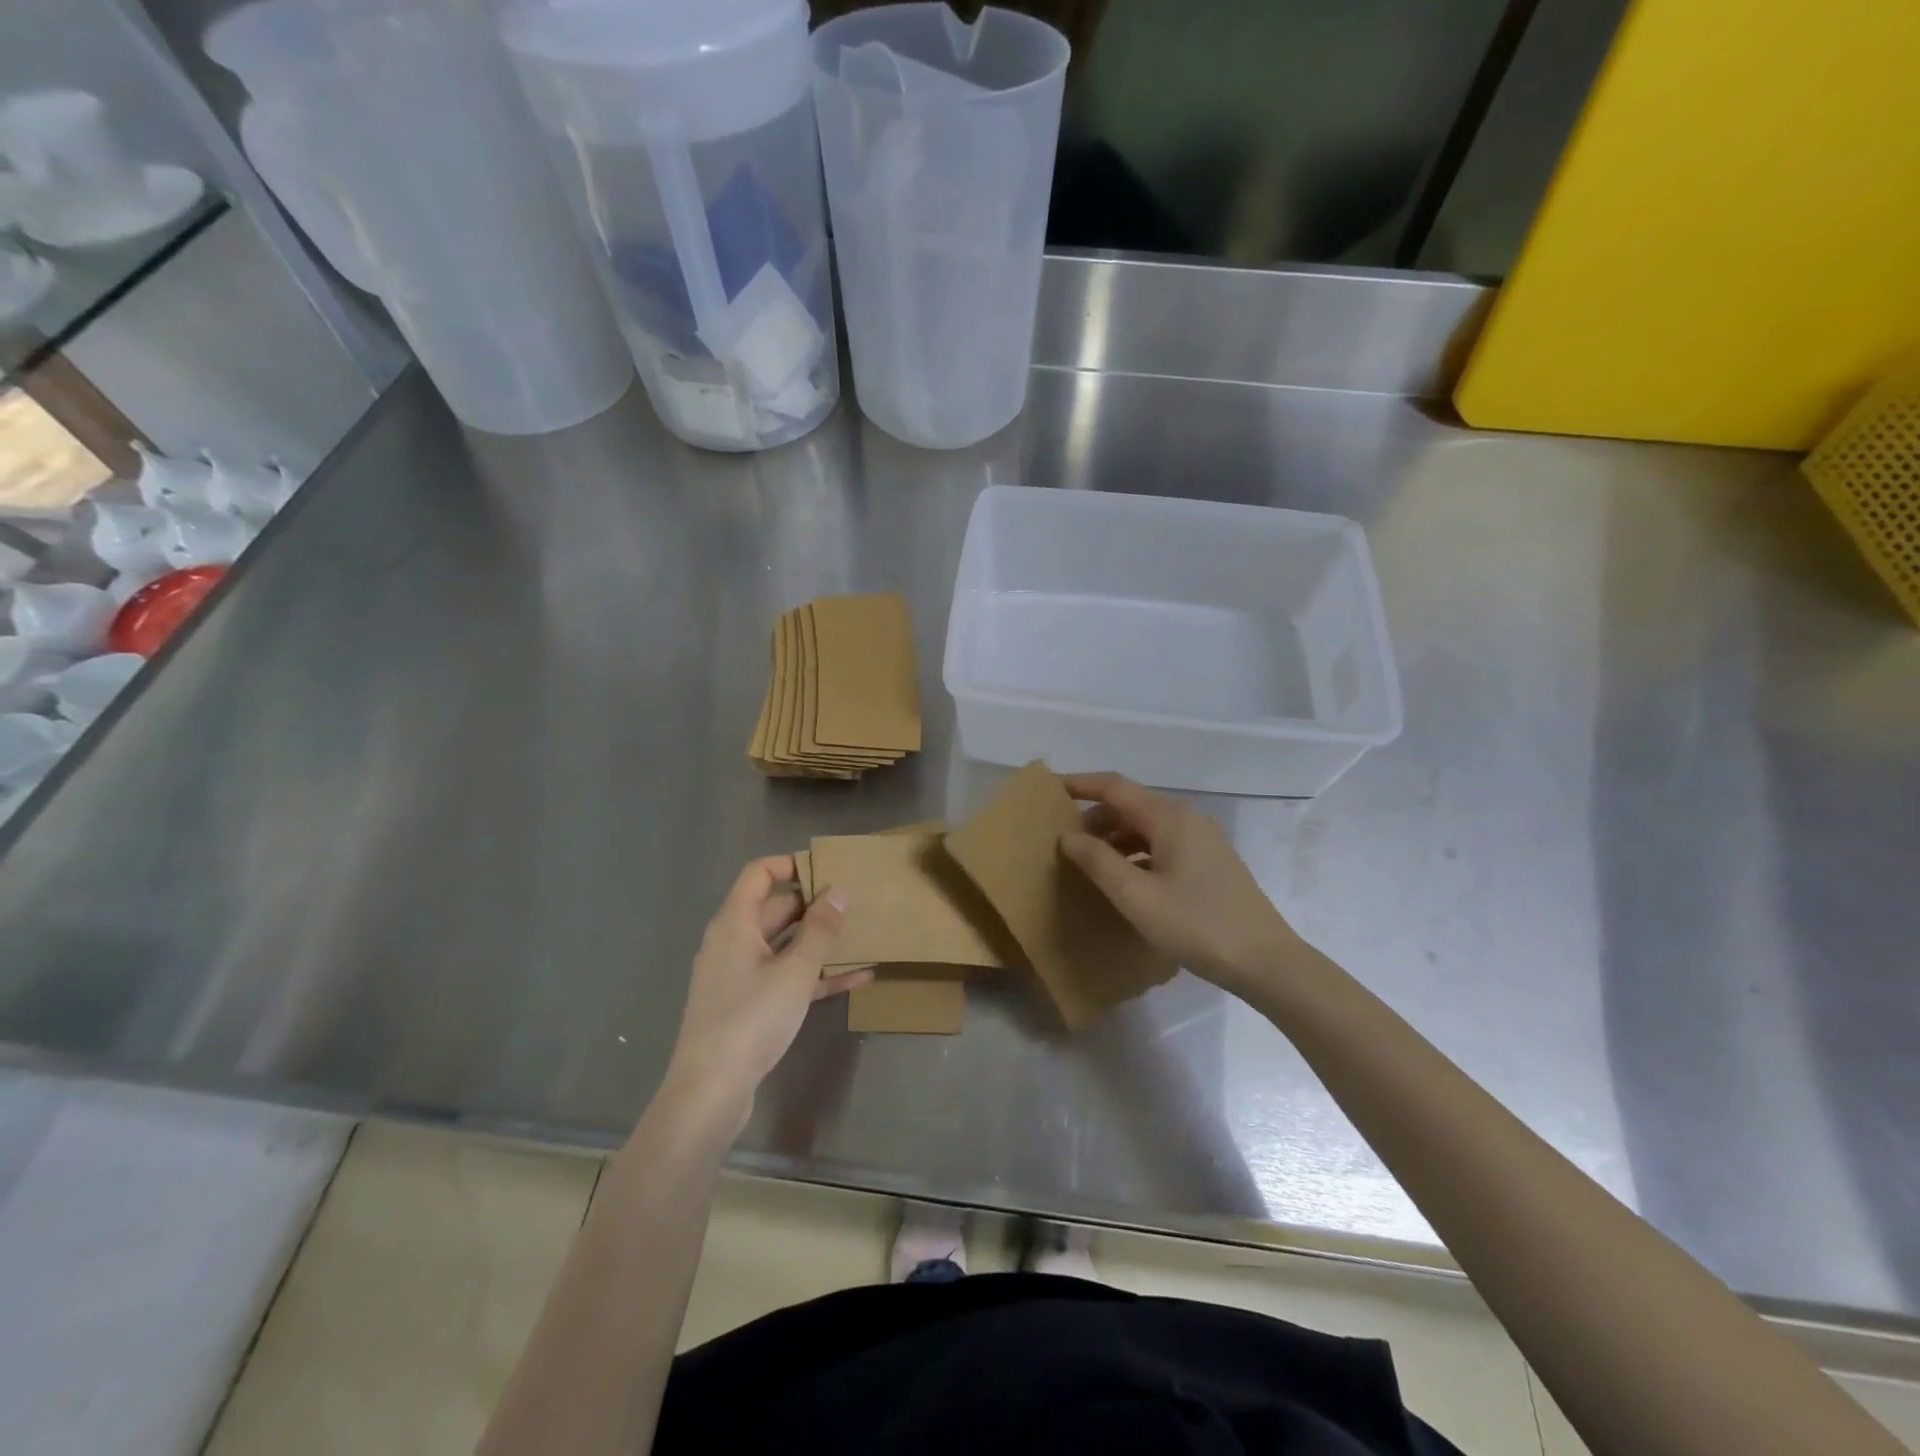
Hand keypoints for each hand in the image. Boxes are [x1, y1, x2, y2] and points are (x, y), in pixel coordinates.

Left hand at [659, 856, 869, 1133]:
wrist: (710, 1091)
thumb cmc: (751, 1019)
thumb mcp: (795, 971)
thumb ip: (820, 929)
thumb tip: (839, 890)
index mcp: (735, 923)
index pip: (759, 873)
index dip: (791, 864)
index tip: (828, 869)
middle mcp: (733, 941)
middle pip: (775, 908)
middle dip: (814, 905)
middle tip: (856, 904)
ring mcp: (739, 975)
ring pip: (784, 945)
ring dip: (820, 942)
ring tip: (862, 937)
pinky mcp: (748, 1004)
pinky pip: (785, 977)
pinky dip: (815, 974)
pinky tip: (856, 978)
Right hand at [1060, 772, 1297, 997]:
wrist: (1266, 961)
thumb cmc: (1196, 925)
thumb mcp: (1137, 897)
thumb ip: (1098, 861)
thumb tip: (1067, 836)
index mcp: (1169, 817)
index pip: (1115, 786)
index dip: (1081, 784)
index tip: (1050, 789)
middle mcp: (1187, 818)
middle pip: (1131, 804)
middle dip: (1095, 817)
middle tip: (1063, 840)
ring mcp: (1202, 839)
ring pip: (1147, 825)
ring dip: (1115, 836)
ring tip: (1087, 862)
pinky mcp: (1210, 861)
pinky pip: (1162, 843)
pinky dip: (1136, 851)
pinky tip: (1124, 878)